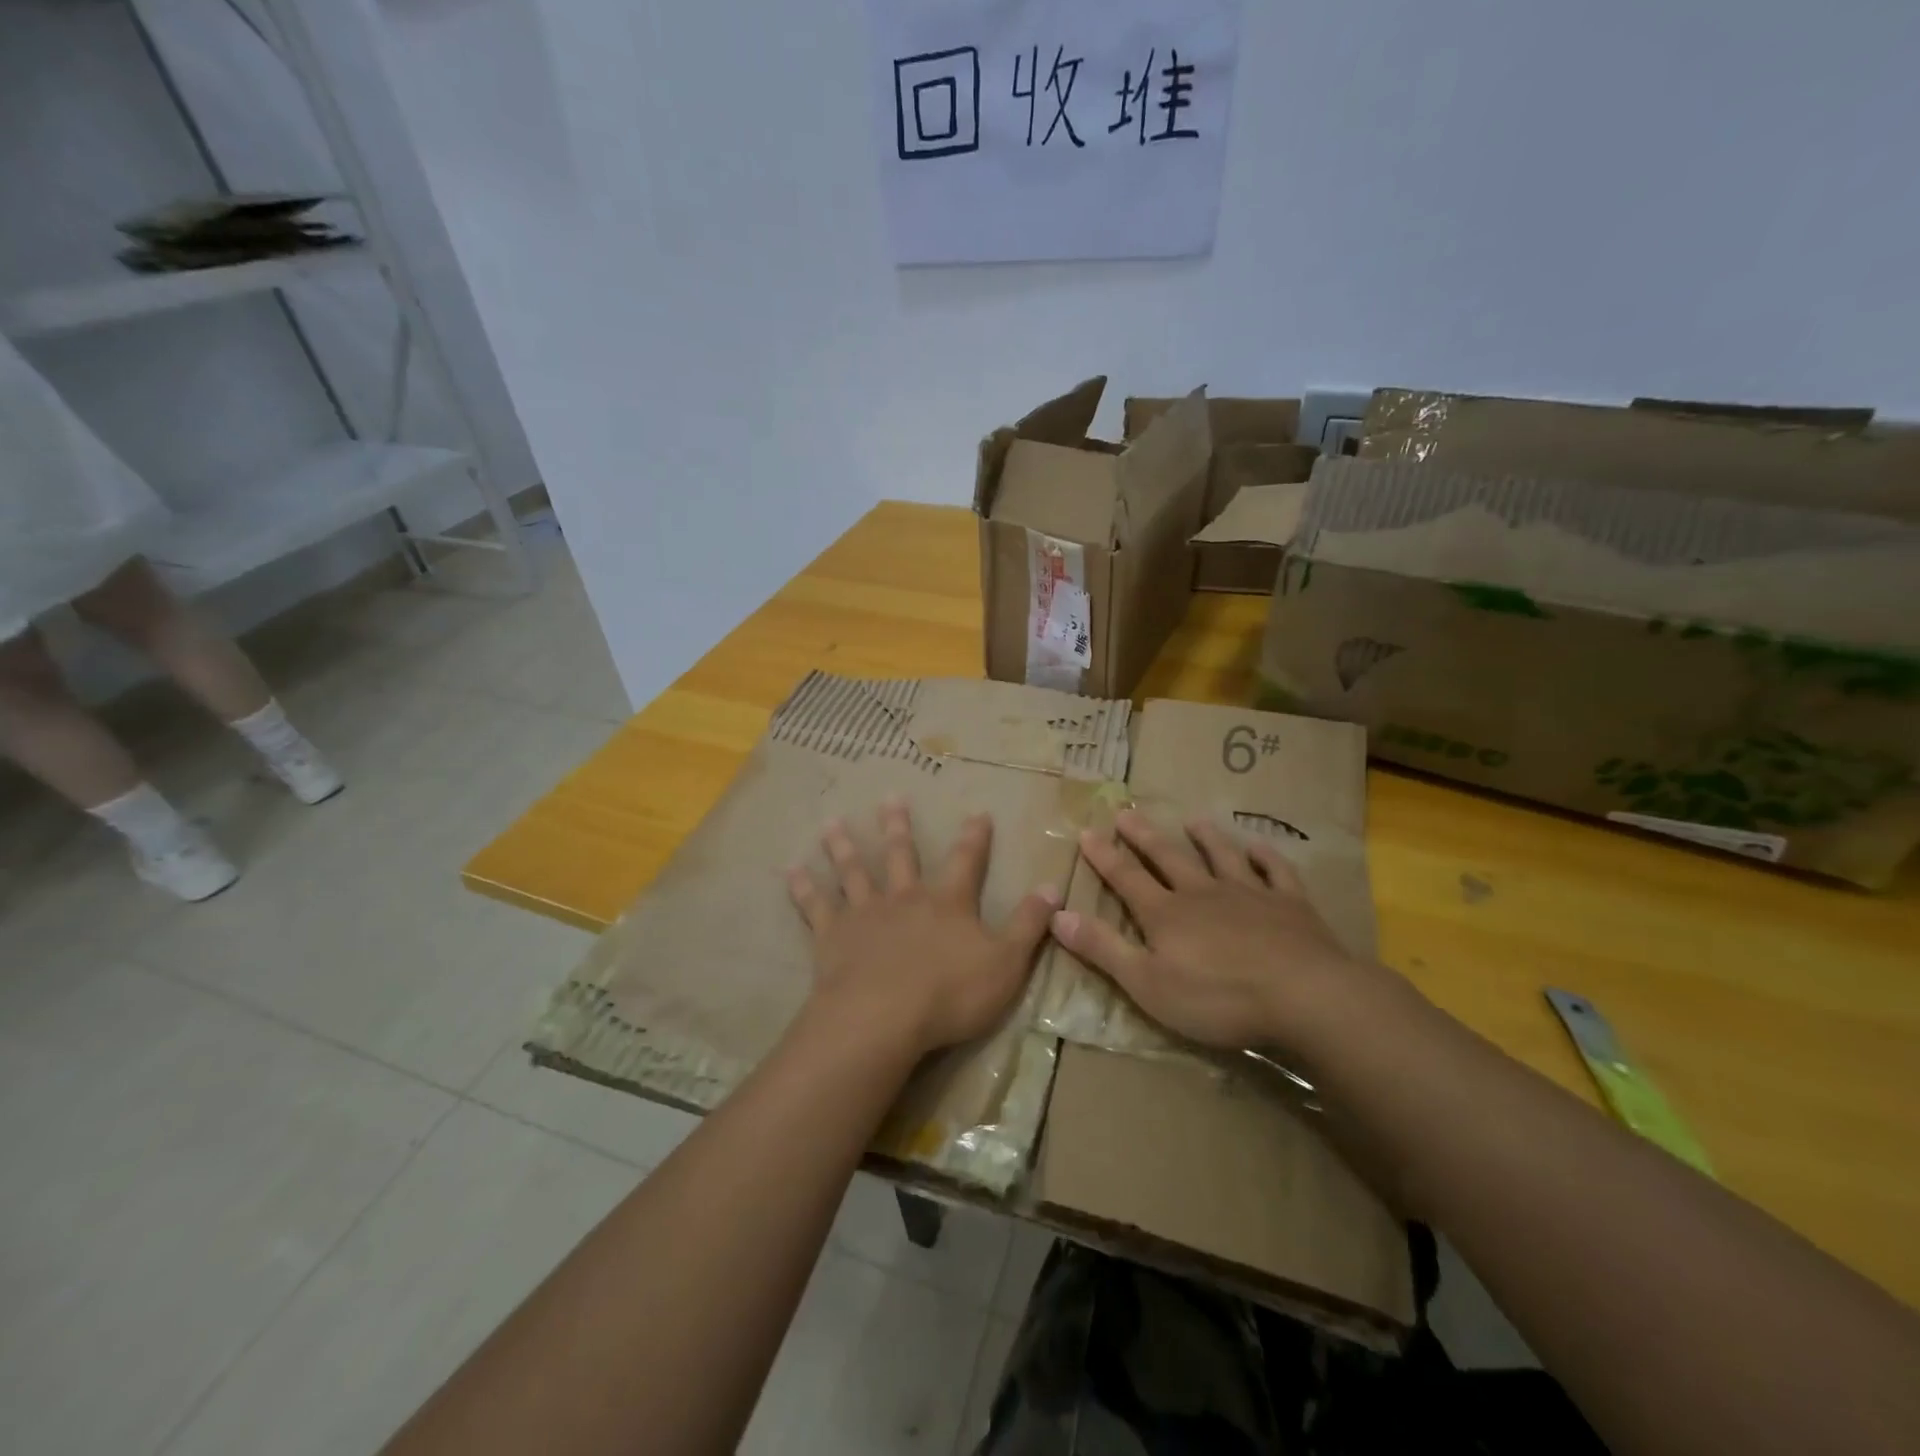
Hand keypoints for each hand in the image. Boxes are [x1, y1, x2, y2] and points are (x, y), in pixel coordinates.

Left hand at [787, 799, 1059, 1059]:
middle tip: (890, 797)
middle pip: (901, 855)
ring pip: (853, 872)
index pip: (966, 862)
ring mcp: (865, 914)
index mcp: (947, 904)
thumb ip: (1029, 925)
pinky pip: (815, 906)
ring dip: (843, 847)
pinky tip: (790, 870)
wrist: (883, 1017)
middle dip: (898, 827)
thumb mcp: (1006, 962)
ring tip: (831, 823)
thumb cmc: (950, 993)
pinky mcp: (832, 936)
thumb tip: (1054, 887)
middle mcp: (905, 898)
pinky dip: (803, 887)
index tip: (977, 812)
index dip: (974, 838)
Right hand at [1050, 809, 1386, 1053]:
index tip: (1086, 831)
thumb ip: (1102, 948)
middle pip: (1168, 858)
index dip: (1104, 856)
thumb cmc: (1218, 998)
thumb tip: (1057, 915)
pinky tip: (1260, 848)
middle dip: (1144, 837)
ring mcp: (1249, 895)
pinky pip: (1276, 873)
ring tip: (1193, 820)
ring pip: (1221, 857)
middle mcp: (1202, 894)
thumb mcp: (1147, 983)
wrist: (1304, 996)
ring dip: (1206, 838)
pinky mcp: (1290, 905)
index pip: (1126, 878)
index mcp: (1166, 914)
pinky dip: (1266, 858)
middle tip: (1127, 812)